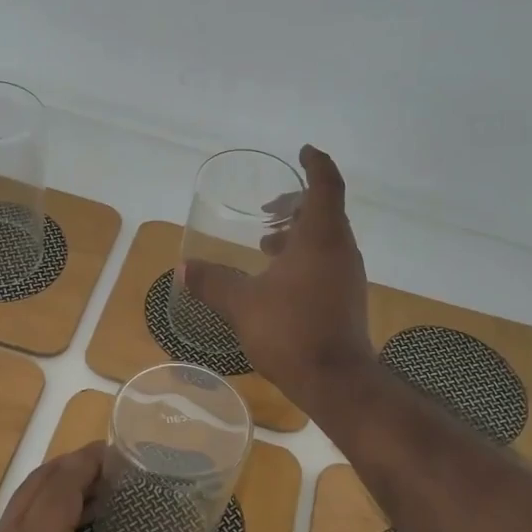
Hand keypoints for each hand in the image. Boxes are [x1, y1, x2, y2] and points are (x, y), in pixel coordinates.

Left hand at [0, 442, 206, 531]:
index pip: (61, 480)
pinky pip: (13, 528)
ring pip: (20, 505)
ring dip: (55, 491)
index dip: (89, 460)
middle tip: (112, 472)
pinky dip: (40, 515)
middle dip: (72, 469)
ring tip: (96, 499)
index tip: (120, 453)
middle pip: (37, 484)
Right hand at [180, 145, 373, 410]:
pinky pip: (326, 263)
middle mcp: (341, 250)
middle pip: (325, 211)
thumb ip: (213, 282)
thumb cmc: (291, 331)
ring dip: (298, 234)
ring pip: (326, 239)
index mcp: (320, 238)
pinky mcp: (346, 299)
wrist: (336, 381)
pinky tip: (278, 280)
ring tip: (265, 243)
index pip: (325, 185)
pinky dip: (304, 257)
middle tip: (268, 207)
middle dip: (296, 203)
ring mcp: (347, 276)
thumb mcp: (243, 304)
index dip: (315, 164)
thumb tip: (183, 268)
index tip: (302, 151)